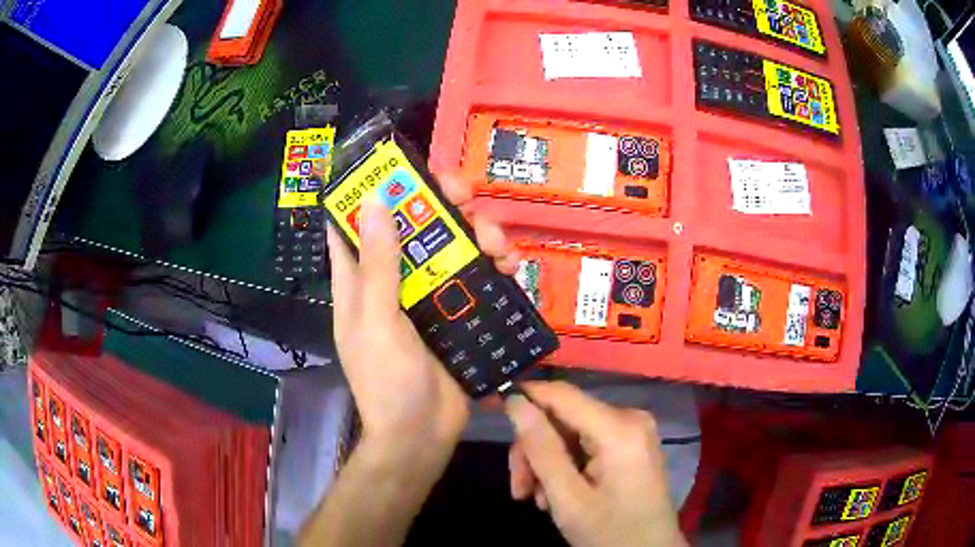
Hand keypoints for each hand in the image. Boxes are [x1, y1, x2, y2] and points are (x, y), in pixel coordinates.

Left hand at [327, 173, 519, 463]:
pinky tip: (512, 267)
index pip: (355, 221)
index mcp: (361, 278)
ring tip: (499, 245)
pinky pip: (478, 274)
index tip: (400, 167)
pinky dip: (495, 264)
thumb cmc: (387, 381)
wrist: (423, 435)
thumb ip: (378, 264)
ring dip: (478, 233)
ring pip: (452, 243)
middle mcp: (393, 278)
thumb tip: (373, 200)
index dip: (373, 189)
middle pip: (415, 224)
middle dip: (440, 203)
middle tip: (465, 196)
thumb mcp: (377, 320)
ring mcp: (428, 293)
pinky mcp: (458, 310)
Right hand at [506, 382, 687, 546]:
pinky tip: (557, 495)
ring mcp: (633, 432)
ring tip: (536, 498)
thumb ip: (541, 449)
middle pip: (564, 417)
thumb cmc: (610, 532)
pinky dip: (566, 466)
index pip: (561, 394)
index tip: (493, 413)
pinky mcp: (630, 445)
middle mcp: (629, 418)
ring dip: (547, 464)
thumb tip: (515, 401)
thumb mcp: (568, 498)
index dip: (524, 397)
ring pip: (570, 433)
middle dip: (535, 450)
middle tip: (518, 488)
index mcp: (619, 428)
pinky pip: (586, 444)